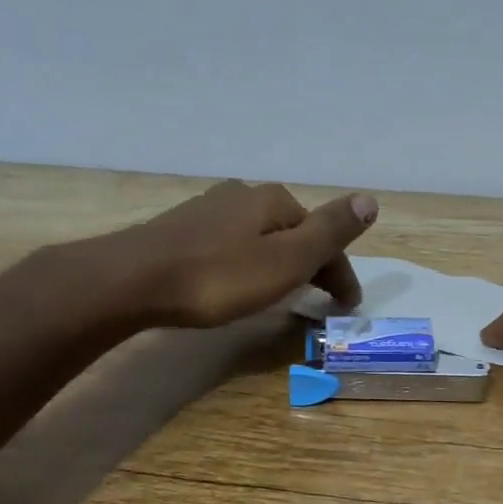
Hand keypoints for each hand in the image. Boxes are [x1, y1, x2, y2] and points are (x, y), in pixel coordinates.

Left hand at [74, 180, 377, 330]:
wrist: (132, 282)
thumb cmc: (218, 277)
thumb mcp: (287, 259)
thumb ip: (330, 231)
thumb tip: (370, 199)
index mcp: (274, 201)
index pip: (322, 236)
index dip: (340, 273)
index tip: (346, 307)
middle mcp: (243, 195)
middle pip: (292, 232)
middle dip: (311, 264)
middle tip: (319, 302)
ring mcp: (209, 210)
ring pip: (261, 237)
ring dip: (279, 262)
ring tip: (282, 293)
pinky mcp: (182, 230)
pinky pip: (232, 244)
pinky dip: (248, 263)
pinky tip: (237, 280)